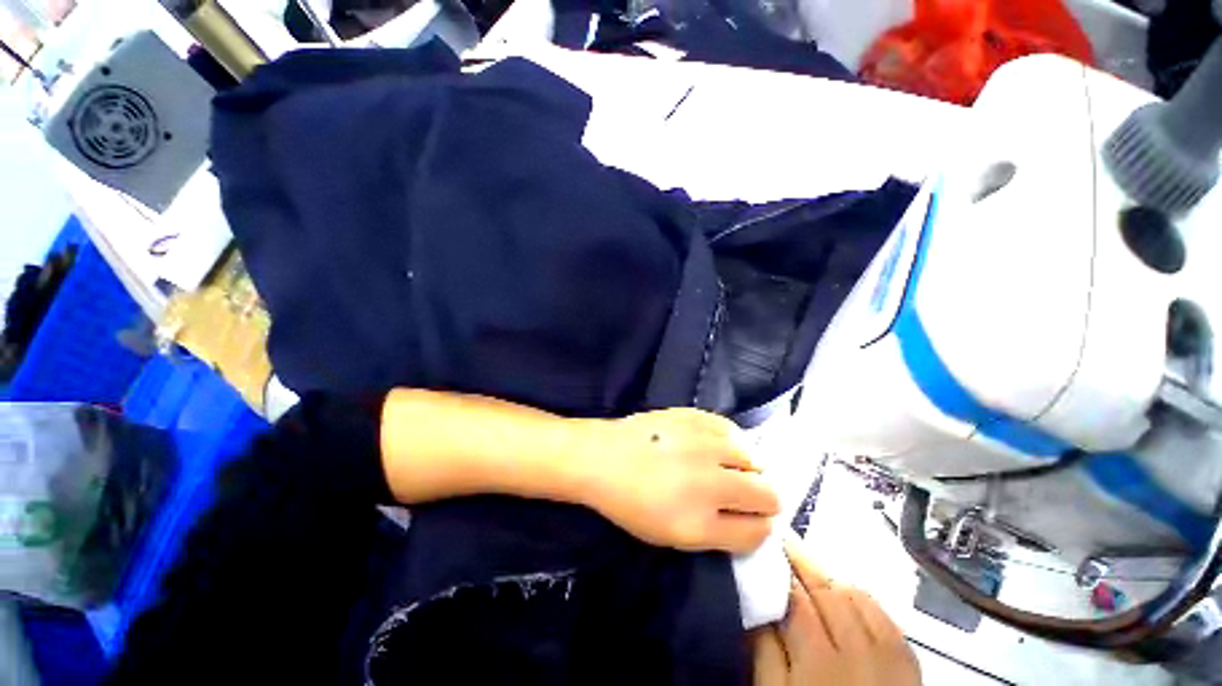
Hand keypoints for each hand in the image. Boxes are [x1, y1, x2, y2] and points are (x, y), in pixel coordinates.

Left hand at [582, 408, 778, 553]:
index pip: (759, 531)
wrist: (602, 457)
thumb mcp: (673, 536)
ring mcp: (704, 444)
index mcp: (700, 523)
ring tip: (729, 467)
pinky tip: (718, 445)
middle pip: (769, 495)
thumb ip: (719, 533)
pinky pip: (734, 430)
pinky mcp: (695, 417)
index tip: (752, 519)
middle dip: (765, 499)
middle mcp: (710, 482)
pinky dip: (733, 441)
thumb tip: (754, 520)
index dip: (760, 528)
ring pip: (757, 459)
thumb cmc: (630, 502)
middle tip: (744, 494)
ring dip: (750, 468)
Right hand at [751, 539, 920, 685]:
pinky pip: (883, 613)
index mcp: (820, 660)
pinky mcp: (908, 661)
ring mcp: (889, 654)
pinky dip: (860, 596)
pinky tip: (846, 593)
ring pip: (856, 595)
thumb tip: (755, 602)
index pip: (796, 597)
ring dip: (829, 577)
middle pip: (827, 590)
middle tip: (783, 540)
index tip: (764, 546)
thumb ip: (764, 650)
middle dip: (802, 561)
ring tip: (808, 566)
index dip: (779, 568)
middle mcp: (859, 650)